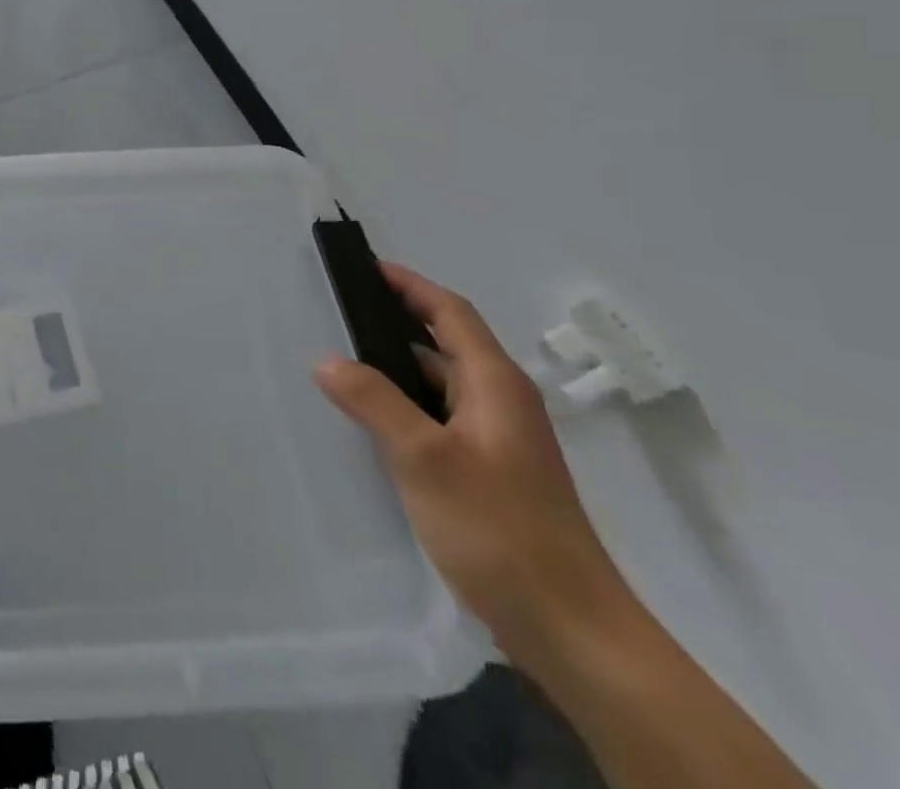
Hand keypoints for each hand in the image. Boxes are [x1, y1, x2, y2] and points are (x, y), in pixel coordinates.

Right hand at [314, 263, 630, 660]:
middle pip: (446, 343)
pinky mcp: (492, 475)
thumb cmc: (498, 529)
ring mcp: (499, 441)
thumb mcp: (424, 459)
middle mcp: (502, 403)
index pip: (451, 312)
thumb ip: (373, 401)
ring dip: (397, 366)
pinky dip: (406, 405)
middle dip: (396, 321)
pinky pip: (440, 419)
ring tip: (342, 360)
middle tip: (339, 311)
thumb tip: (326, 360)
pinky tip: (372, 421)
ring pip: (441, 384)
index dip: (410, 285)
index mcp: (496, 384)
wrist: (572, 631)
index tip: (366, 267)